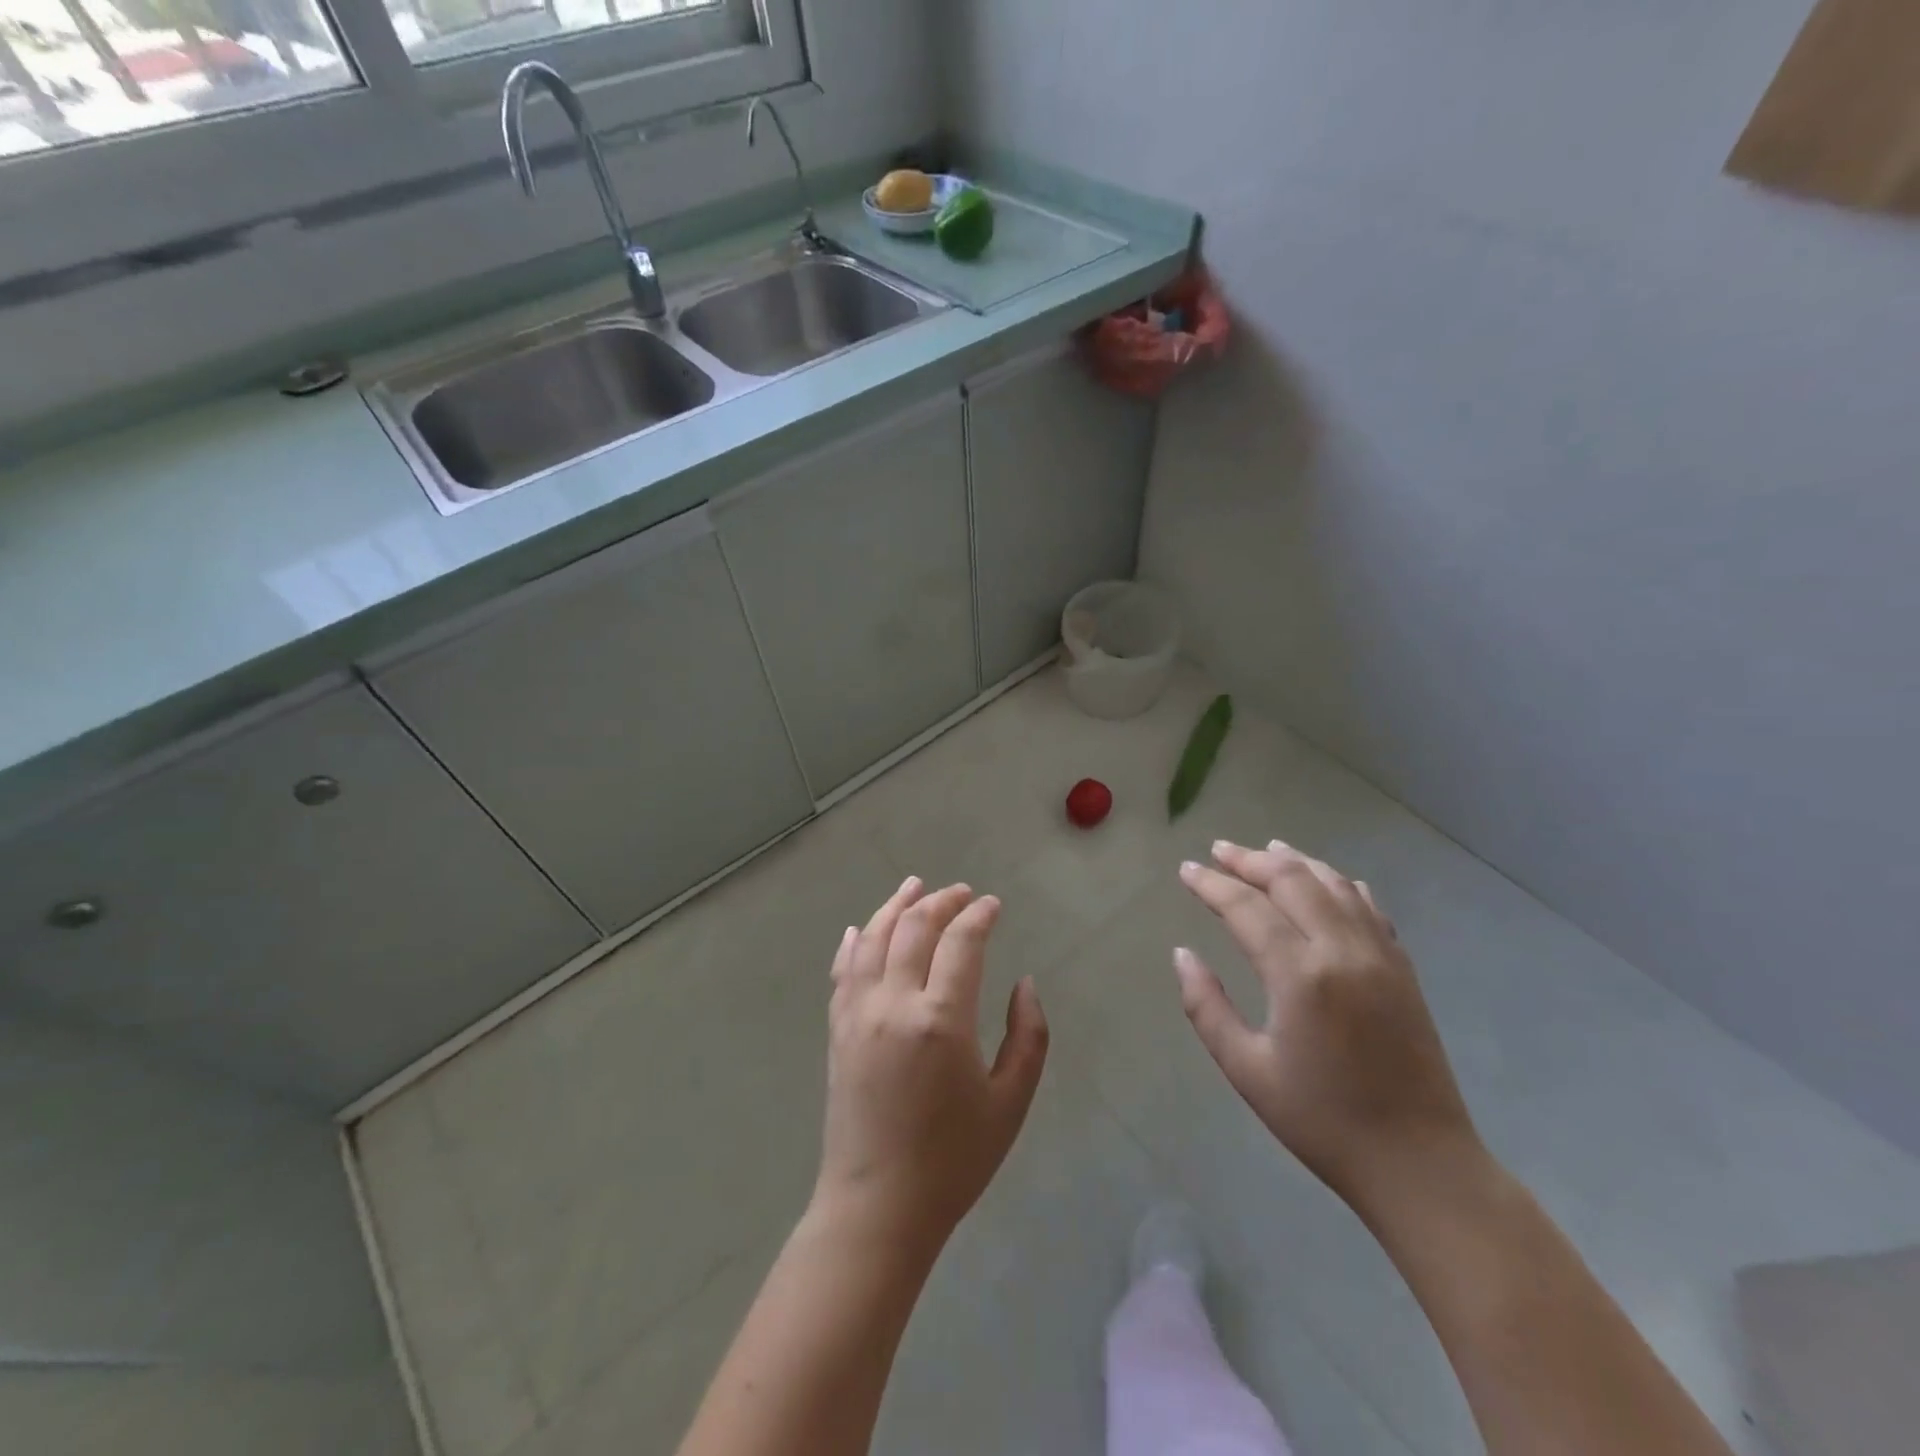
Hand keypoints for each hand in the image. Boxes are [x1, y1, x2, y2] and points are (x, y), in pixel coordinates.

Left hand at [812, 877, 1049, 1254]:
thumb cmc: (953, 1160)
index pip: (961, 942)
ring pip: (872, 937)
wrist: (877, 1207)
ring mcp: (858, 1012)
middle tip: (962, 893)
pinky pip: (842, 969)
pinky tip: (861, 927)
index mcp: (941, 1020)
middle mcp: (894, 1003)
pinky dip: (854, 941)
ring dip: (895, 906)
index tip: (993, 904)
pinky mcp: (837, 1029)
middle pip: (915, 928)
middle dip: (942, 902)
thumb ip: (1028, 1037)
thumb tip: (1024, 983)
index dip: (979, 915)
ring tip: (914, 886)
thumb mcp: (1010, 1103)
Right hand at [1175, 840, 1479, 1214]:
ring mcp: (1380, 955)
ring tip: (1264, 850)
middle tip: (1217, 851)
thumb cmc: (1322, 1121)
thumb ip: (1206, 1007)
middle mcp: (1343, 951)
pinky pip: (1368, 906)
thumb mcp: (1246, 1070)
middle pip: (1292, 881)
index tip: (1186, 870)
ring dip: (1294, 862)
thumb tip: (1182, 955)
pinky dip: (1338, 883)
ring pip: (1333, 884)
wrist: (1420, 1164)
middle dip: (1249, 860)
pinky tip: (1324, 881)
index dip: (1211, 884)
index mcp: (1300, 976)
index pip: (1246, 908)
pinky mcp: (1403, 968)